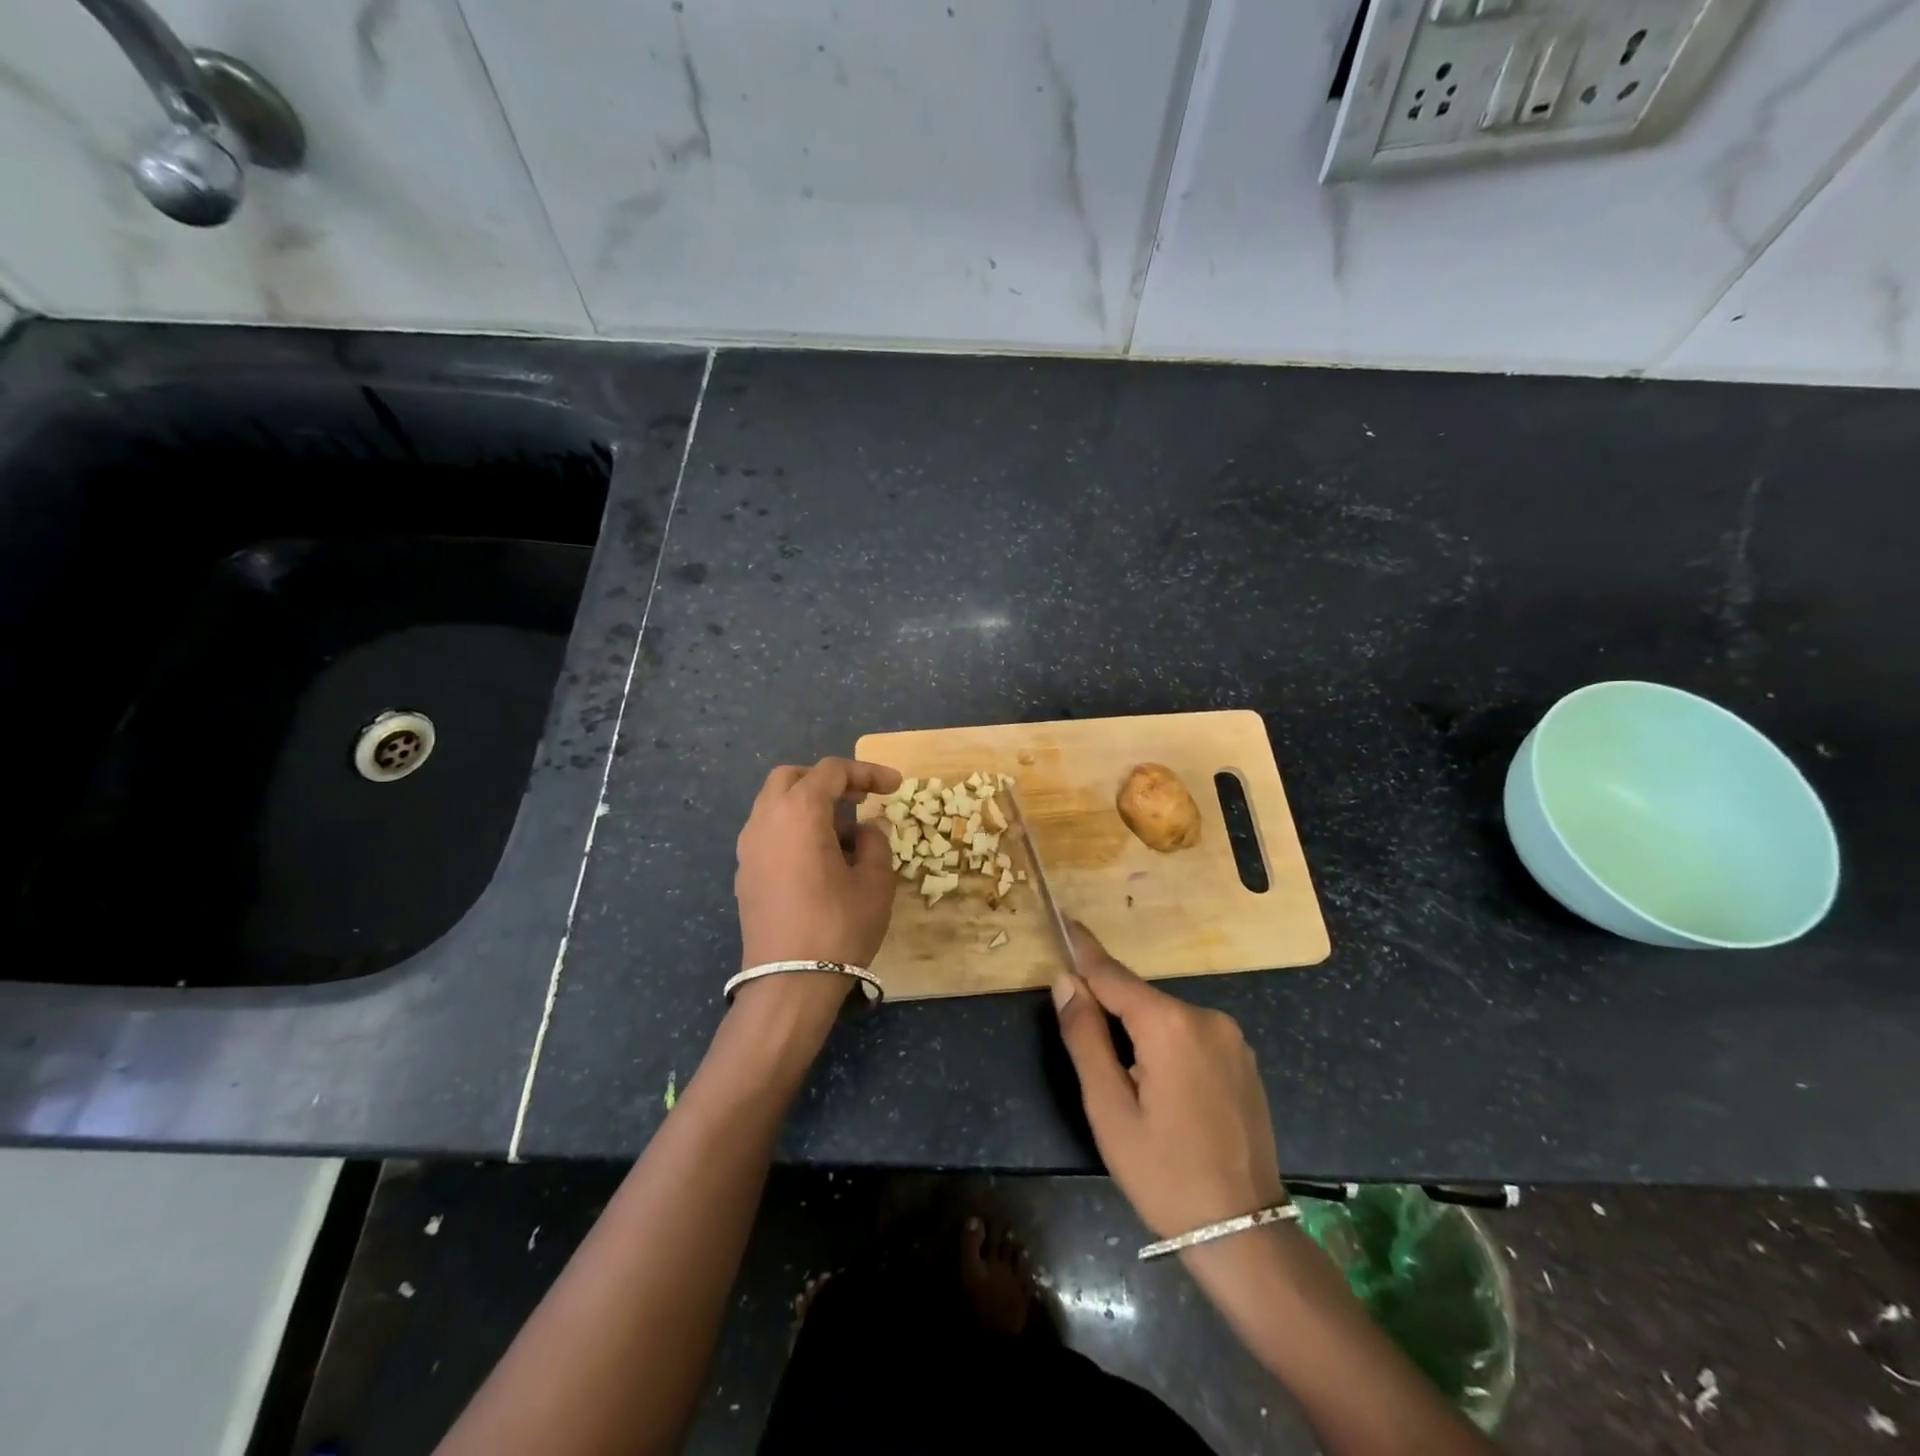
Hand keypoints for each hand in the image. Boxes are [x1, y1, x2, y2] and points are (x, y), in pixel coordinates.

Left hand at [734, 757, 902, 973]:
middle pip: (792, 778)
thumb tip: (867, 829)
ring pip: (775, 805)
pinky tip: (819, 860)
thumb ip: (875, 842)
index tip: (895, 787)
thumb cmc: (838, 925)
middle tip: (859, 799)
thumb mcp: (875, 881)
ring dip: (809, 807)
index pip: (832, 772)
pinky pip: (769, 833)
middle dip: (827, 781)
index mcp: (798, 811)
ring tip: (845, 836)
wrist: (788, 983)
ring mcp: (748, 848)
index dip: (867, 772)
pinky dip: (794, 830)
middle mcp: (765, 820)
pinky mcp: (744, 874)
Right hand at [1051, 921, 1284, 1239]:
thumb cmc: (1164, 1174)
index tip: (1065, 921)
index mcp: (1169, 1024)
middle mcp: (1205, 1016)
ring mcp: (1231, 1037)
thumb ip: (1085, 1037)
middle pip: (1139, 998)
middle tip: (1088, 1051)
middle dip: (1110, 1010)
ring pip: (1165, 1018)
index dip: (1084, 950)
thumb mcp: (1108, 1109)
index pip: (1113, 973)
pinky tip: (1166, 1092)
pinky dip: (1167, 1045)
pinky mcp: (1243, 1059)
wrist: (1245, 1234)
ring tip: (1130, 1087)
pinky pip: (1190, 1035)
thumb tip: (1066, 982)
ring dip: (1139, 1033)